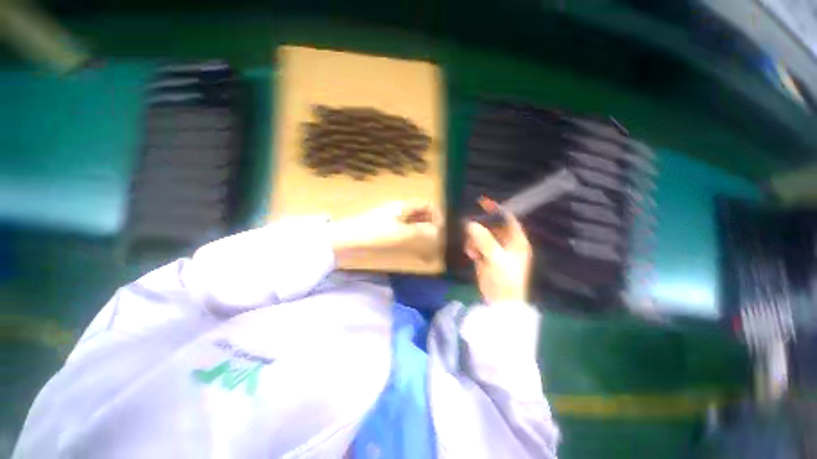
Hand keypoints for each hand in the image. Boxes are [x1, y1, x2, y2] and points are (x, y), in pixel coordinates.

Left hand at [330, 202, 441, 266]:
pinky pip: (407, 234)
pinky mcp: (388, 231)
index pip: (427, 205)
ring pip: (416, 226)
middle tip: (441, 243)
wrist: (344, 240)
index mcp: (403, 206)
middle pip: (423, 216)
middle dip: (433, 227)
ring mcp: (394, 221)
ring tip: (434, 251)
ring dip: (425, 236)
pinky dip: (416, 242)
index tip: (445, 230)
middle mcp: (400, 211)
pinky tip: (420, 254)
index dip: (438, 215)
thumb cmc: (372, 233)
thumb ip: (421, 233)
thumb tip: (441, 234)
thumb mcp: (398, 233)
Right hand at [465, 198, 531, 303]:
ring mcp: (497, 251)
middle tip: (469, 229)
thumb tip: (469, 224)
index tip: (482, 202)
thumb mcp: (495, 259)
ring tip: (472, 250)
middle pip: (493, 227)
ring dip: (474, 239)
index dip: (497, 209)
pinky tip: (471, 255)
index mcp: (517, 241)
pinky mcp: (487, 257)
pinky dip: (472, 247)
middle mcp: (508, 243)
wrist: (499, 302)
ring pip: (483, 236)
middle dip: (481, 227)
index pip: (509, 219)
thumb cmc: (504, 280)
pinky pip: (477, 245)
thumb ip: (484, 240)